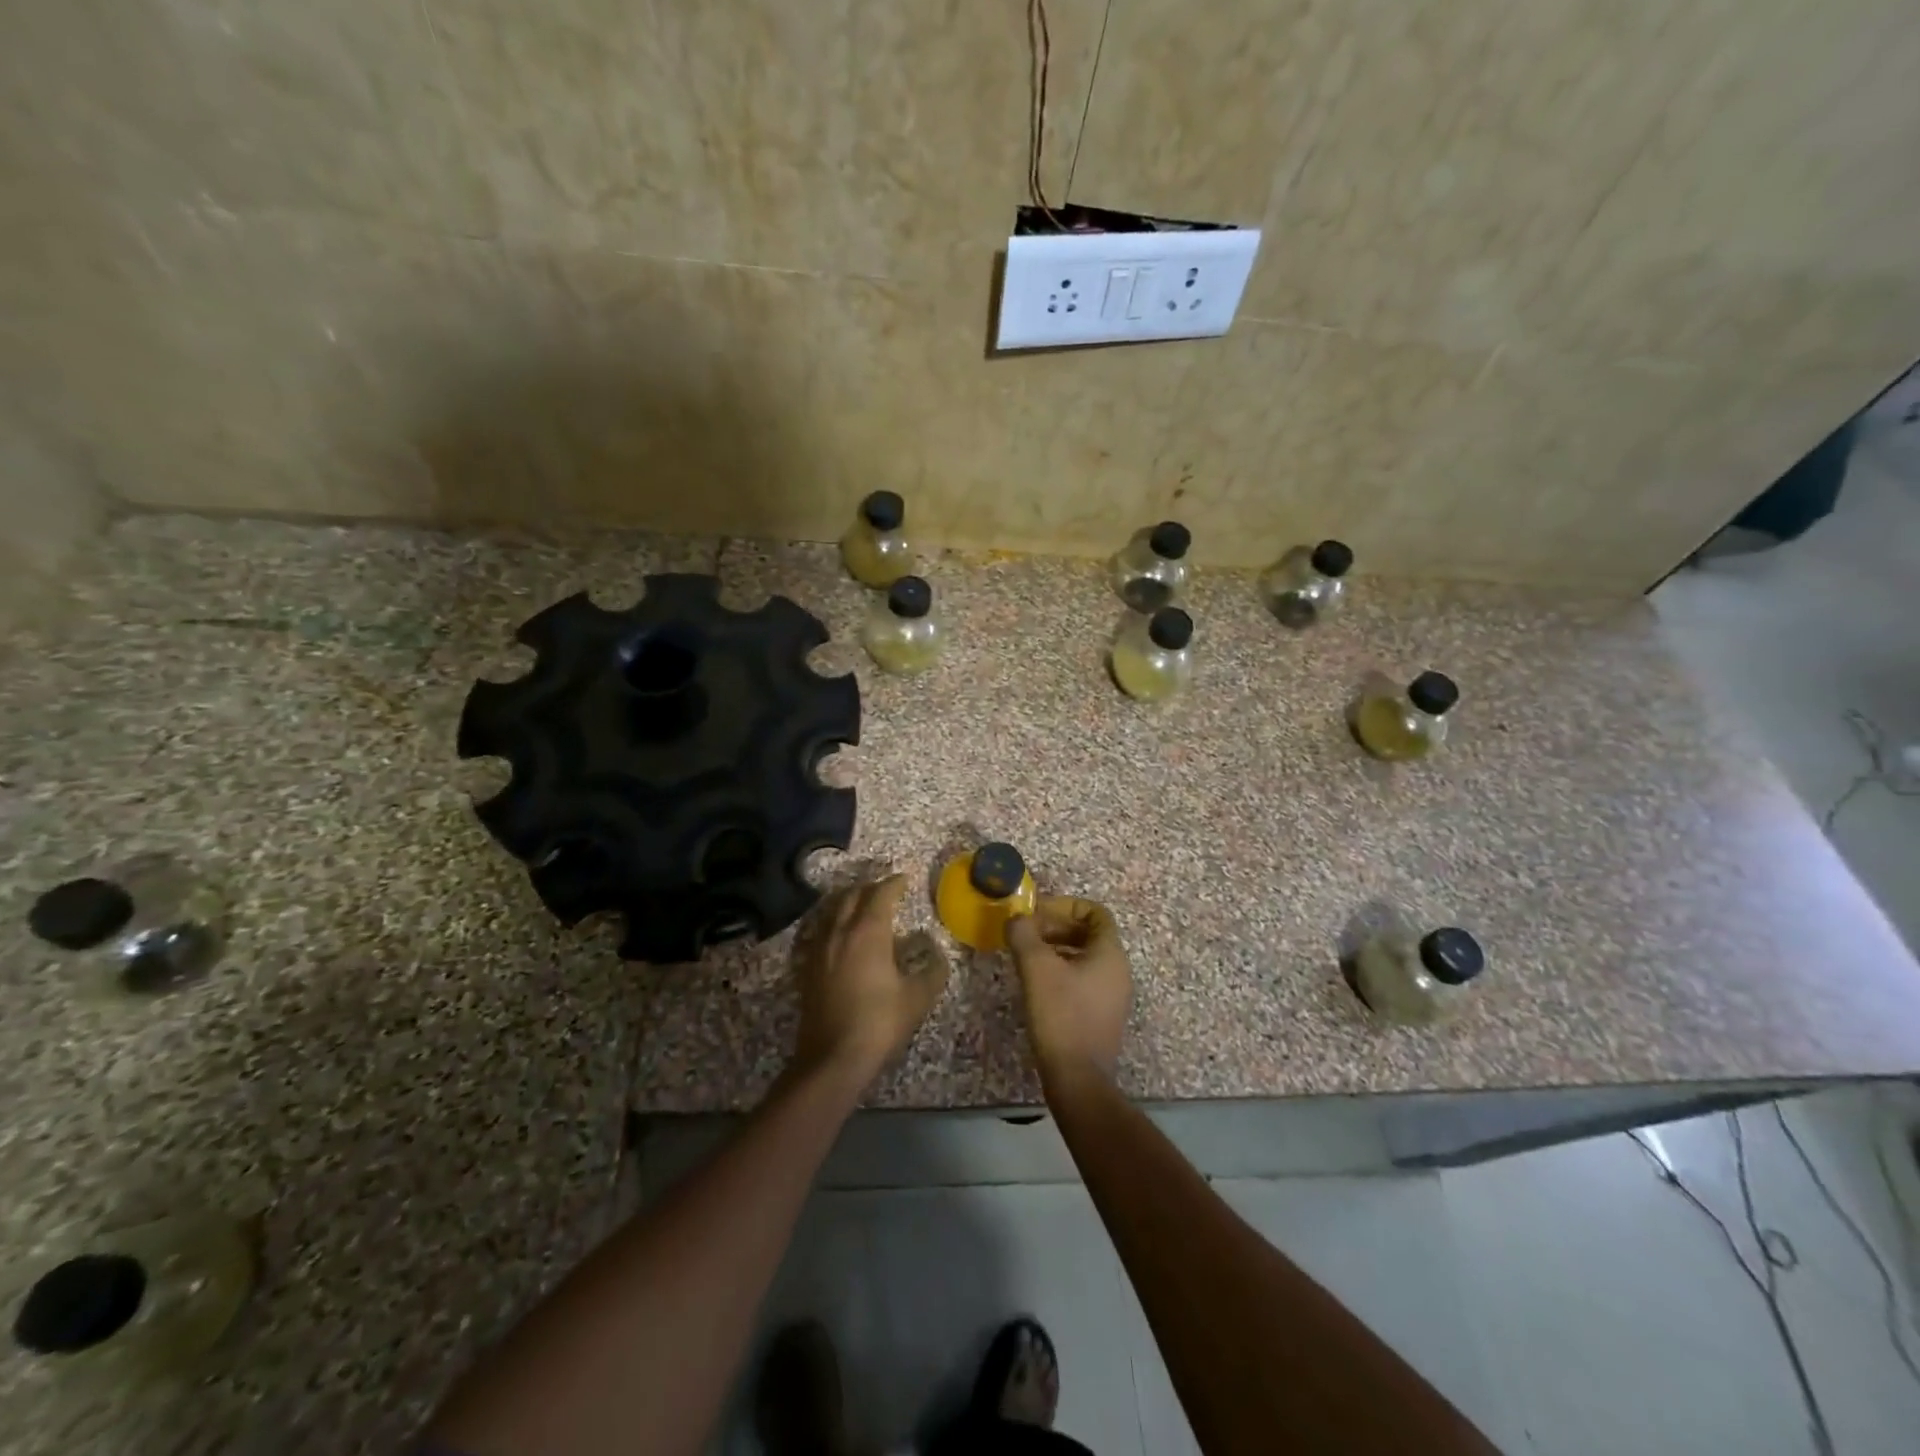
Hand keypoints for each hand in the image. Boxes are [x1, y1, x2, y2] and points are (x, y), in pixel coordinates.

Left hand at [792, 874, 949, 1087]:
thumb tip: (937, 956)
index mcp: (868, 932)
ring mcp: (819, 948)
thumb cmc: (879, 1022)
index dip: (895, 883)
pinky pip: (821, 931)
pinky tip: (842, 936)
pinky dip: (835, 923)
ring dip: (850, 902)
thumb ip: (932, 971)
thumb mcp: (917, 998)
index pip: (881, 894)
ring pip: (833, 911)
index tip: (906, 879)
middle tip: (886, 890)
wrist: (832, 1058)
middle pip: (852, 895)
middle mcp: (840, 931)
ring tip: (864, 906)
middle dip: (870, 887)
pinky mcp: (807, 967)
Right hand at [1006, 896, 1132, 1093]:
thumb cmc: (1061, 1015)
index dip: (1065, 906)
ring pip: (1084, 957)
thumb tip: (1016, 918)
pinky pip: (1083, 979)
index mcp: (1110, 953)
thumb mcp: (1036, 968)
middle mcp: (1118, 969)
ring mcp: (1112, 994)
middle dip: (1056, 927)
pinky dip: (1061, 971)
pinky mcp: (1102, 1015)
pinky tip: (1037, 984)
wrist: (1078, 1078)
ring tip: (1026, 956)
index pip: (1095, 912)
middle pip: (1088, 933)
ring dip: (1056, 949)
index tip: (1036, 914)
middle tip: (1026, 934)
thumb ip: (1024, 934)